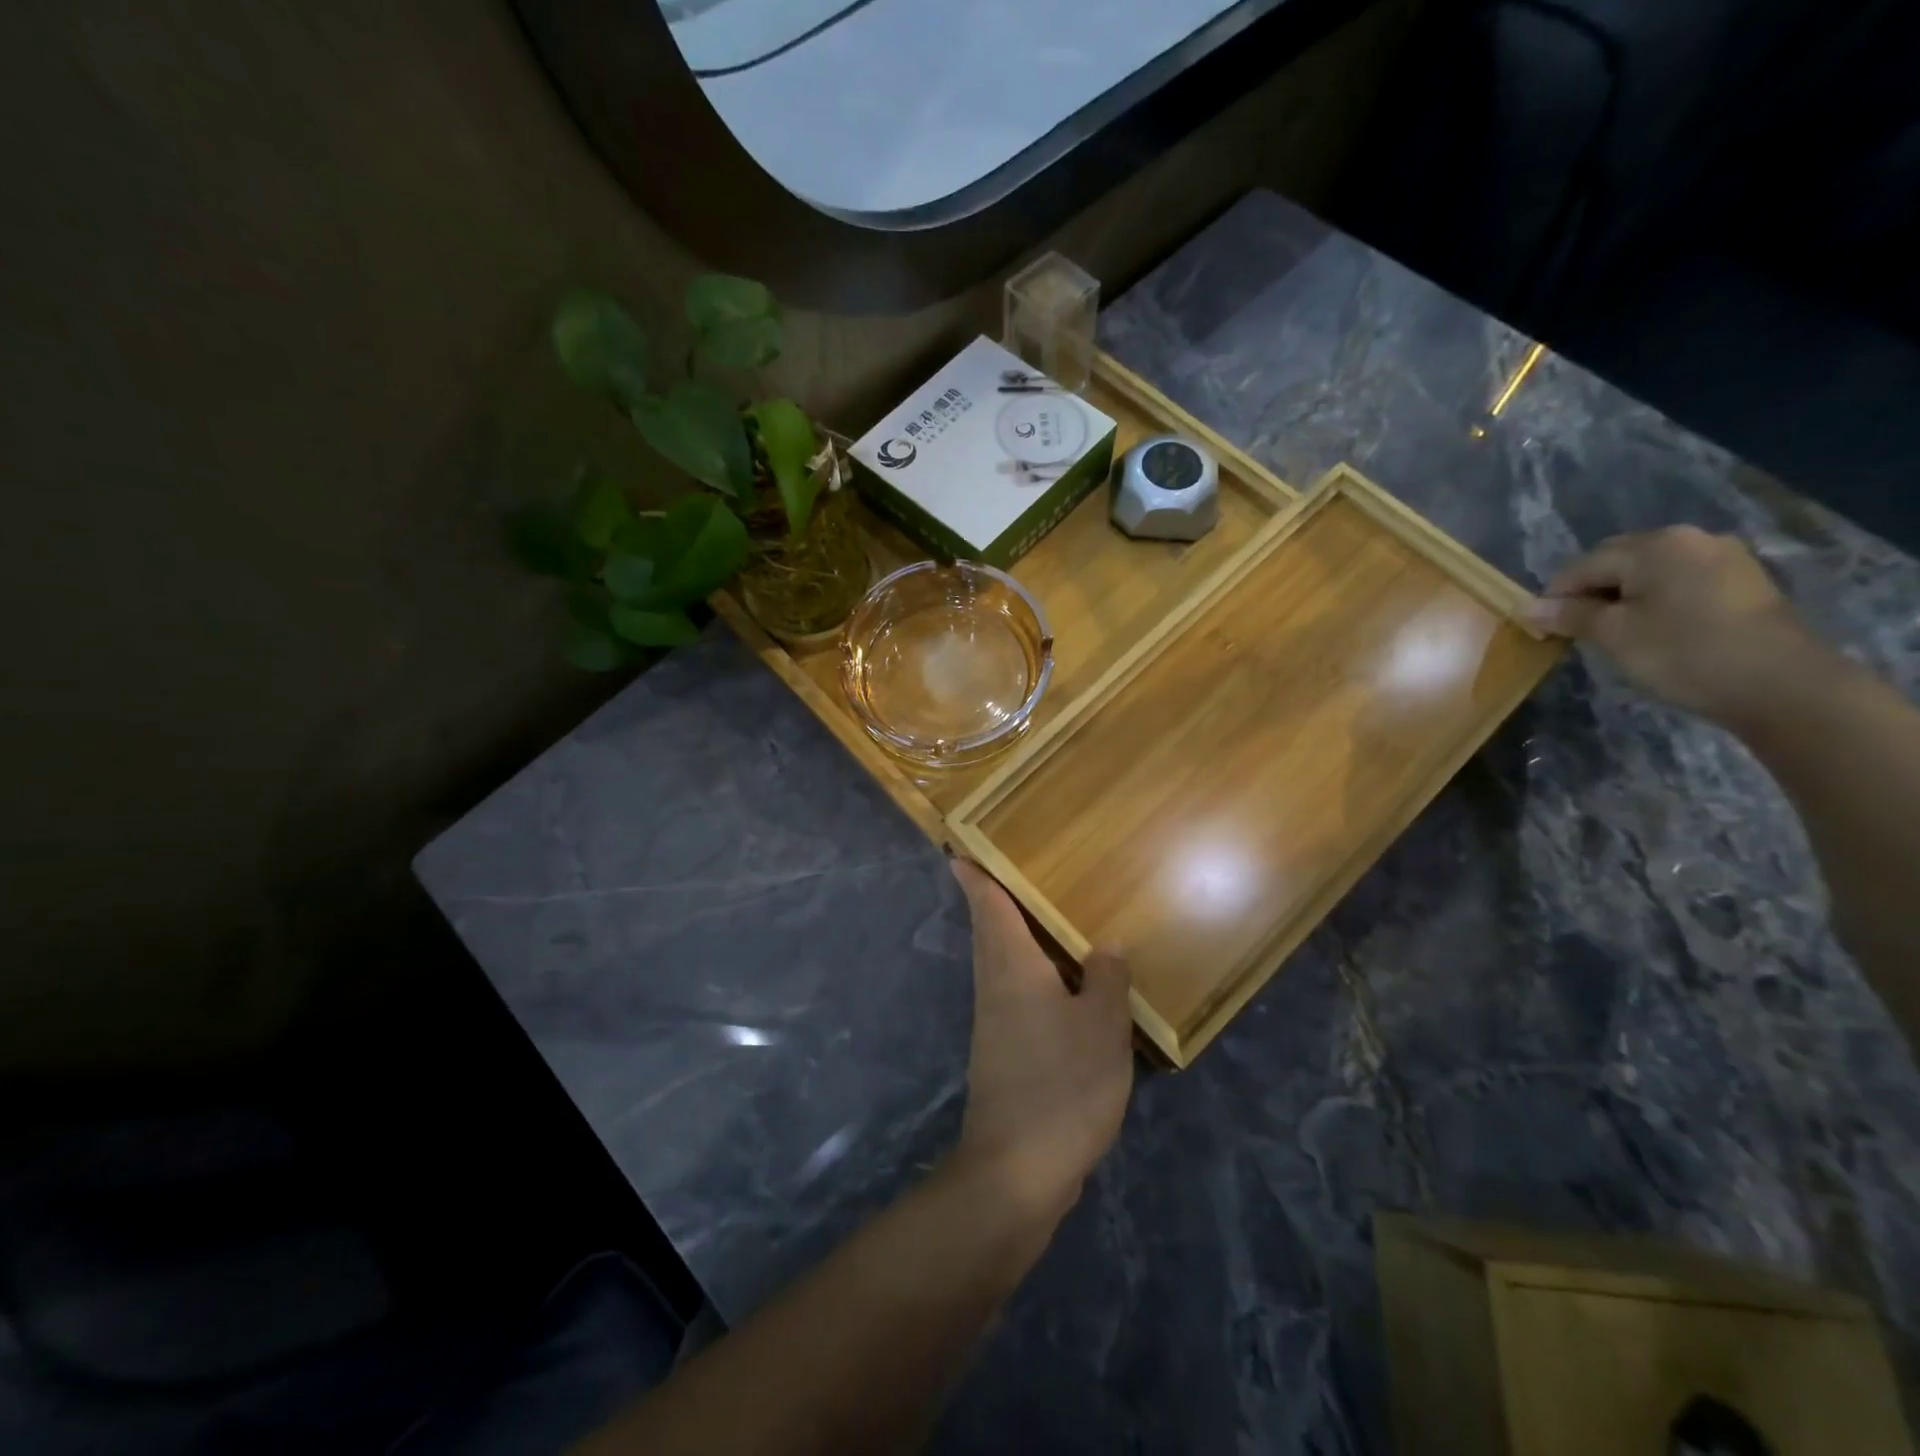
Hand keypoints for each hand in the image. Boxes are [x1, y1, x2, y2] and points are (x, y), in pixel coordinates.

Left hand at [948, 859, 1132, 1221]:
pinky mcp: (1002, 1054)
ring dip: (1011, 939)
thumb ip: (1106, 979)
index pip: (990, 910)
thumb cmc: (1062, 1085)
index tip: (961, 855)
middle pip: (989, 934)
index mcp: (1013, 969)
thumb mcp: (1103, 1028)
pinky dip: (1028, 977)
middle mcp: (995, 988)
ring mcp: (994, 1024)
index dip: (977, 880)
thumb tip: (1105, 945)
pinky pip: (1012, 995)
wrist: (1017, 1169)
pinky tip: (1057, 989)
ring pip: (999, 965)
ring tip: (1039, 923)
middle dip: (991, 904)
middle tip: (1007, 877)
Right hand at [1529, 526, 1822, 726]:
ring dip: (1623, 598)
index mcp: (1654, 546)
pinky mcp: (1742, 580)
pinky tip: (1656, 630)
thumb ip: (1568, 616)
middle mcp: (1689, 539)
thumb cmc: (1683, 653)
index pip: (1581, 566)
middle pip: (1616, 561)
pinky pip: (1678, 581)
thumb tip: (1525, 608)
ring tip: (1618, 634)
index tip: (1546, 631)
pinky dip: (1656, 601)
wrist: (1781, 685)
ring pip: (1648, 572)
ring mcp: (1722, 557)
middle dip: (1590, 594)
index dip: (1556, 598)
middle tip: (1581, 633)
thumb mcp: (1613, 635)